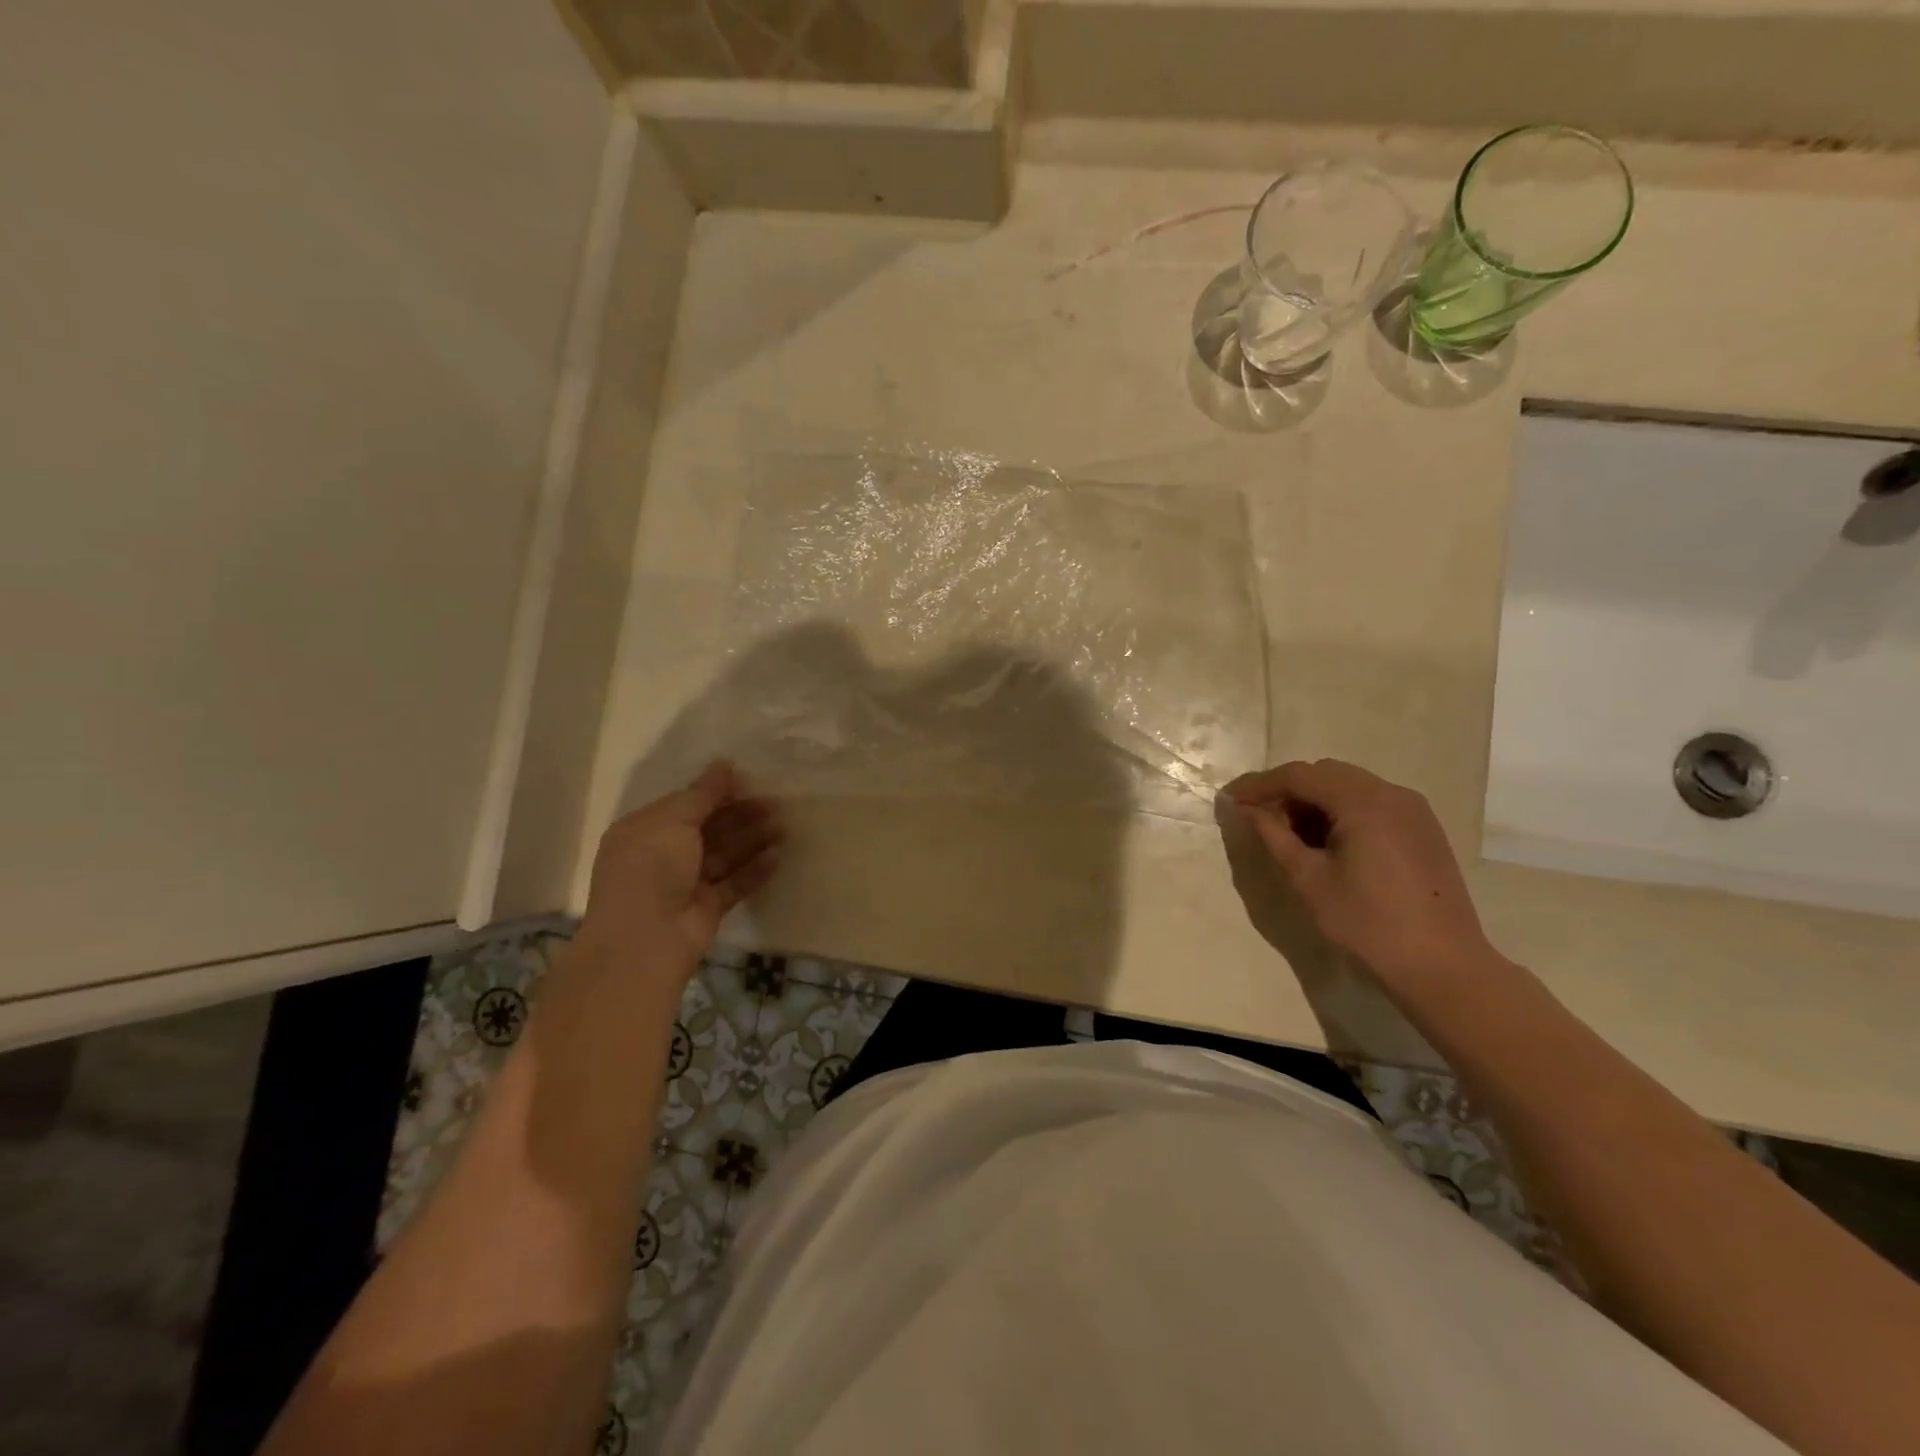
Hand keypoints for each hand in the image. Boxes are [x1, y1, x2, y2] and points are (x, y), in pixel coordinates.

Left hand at [576, 762, 783, 987]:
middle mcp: (664, 855)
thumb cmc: (650, 868)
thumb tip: (724, 764)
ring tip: (784, 825)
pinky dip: (755, 869)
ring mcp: (686, 883)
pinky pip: (734, 883)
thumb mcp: (673, 819)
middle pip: (709, 829)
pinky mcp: (707, 908)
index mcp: (646, 830)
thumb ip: (703, 793)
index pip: (687, 804)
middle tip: (776, 802)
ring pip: (725, 855)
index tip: (751, 781)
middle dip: (741, 814)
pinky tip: (778, 855)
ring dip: (753, 839)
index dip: (717, 792)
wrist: (644, 941)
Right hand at [1223, 759, 1494, 987]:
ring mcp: (1413, 810)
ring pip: (1349, 786)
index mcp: (1364, 802)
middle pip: (1325, 774)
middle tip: (1258, 818)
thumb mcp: (1309, 880)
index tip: (1230, 799)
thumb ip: (1273, 836)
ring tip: (1290, 835)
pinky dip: (1341, 812)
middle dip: (1287, 790)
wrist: (1443, 966)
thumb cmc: (1368, 924)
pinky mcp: (1422, 829)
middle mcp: (1392, 794)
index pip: (1300, 775)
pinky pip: (1371, 803)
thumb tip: (1246, 809)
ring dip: (1314, 801)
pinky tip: (1328, 843)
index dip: (1260, 784)